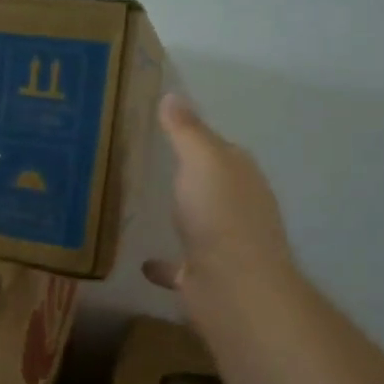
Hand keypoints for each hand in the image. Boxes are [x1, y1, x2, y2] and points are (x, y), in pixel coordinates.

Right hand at [144, 93, 297, 306]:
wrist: (233, 288)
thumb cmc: (220, 215)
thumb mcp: (202, 160)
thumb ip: (186, 131)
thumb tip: (172, 95)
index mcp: (241, 177)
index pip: (222, 149)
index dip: (197, 138)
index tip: (163, 128)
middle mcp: (238, 209)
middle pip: (212, 186)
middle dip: (189, 176)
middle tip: (147, 162)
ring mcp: (223, 245)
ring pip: (198, 224)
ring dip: (180, 216)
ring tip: (144, 207)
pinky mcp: (204, 277)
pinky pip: (179, 266)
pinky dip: (164, 264)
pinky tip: (142, 262)